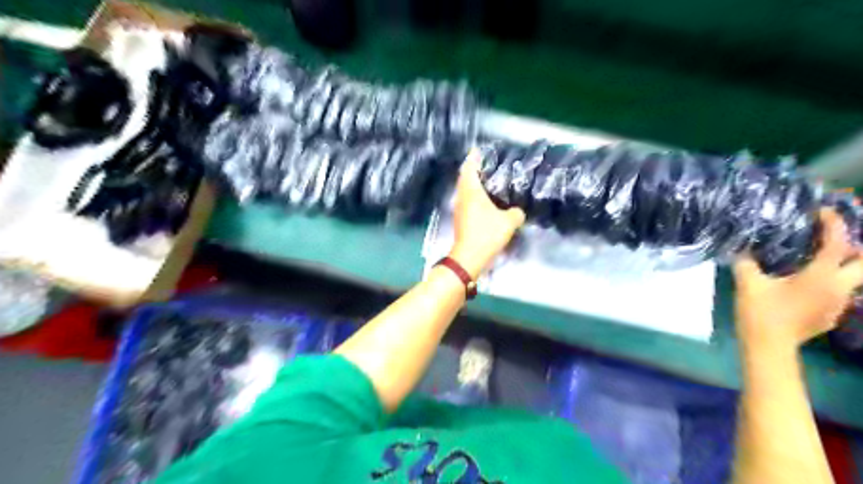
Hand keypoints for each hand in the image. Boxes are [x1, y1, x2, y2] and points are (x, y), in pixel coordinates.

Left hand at [448, 147, 528, 278]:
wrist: (469, 257)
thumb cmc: (486, 234)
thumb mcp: (508, 222)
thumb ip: (516, 213)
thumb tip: (517, 212)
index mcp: (471, 191)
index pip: (469, 168)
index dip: (473, 158)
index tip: (477, 150)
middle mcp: (462, 197)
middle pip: (464, 178)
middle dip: (472, 169)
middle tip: (486, 164)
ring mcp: (459, 209)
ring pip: (465, 190)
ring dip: (473, 184)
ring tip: (487, 180)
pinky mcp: (461, 220)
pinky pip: (467, 201)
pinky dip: (474, 196)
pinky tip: (485, 201)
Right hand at [730, 209, 862, 351]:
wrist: (768, 346)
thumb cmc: (760, 312)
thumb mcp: (748, 282)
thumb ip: (746, 261)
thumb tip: (743, 246)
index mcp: (821, 276)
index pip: (837, 243)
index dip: (832, 224)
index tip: (821, 212)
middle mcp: (840, 288)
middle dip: (855, 248)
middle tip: (832, 239)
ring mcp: (839, 304)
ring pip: (854, 279)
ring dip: (843, 266)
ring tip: (818, 260)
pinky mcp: (832, 316)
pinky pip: (840, 293)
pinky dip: (831, 282)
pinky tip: (807, 285)